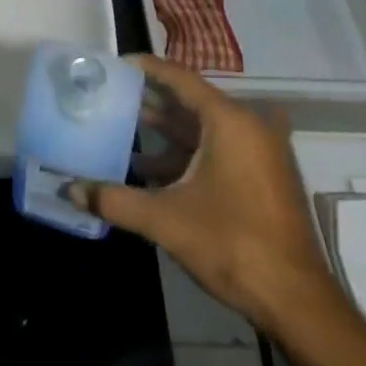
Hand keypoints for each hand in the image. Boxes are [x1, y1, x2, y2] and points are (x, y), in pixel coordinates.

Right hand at [70, 55, 346, 340]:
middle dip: (153, 100)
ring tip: (124, 128)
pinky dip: (186, 154)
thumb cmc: (232, 244)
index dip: (148, 69)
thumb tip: (69, 189)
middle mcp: (249, 129)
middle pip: (192, 102)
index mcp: (230, 123)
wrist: (296, 302)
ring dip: (167, 131)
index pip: (182, 80)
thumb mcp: (165, 219)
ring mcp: (260, 155)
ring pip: (205, 129)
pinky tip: (152, 170)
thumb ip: (114, 200)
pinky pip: (218, 150)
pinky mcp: (263, 179)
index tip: (117, 64)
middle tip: (113, 95)